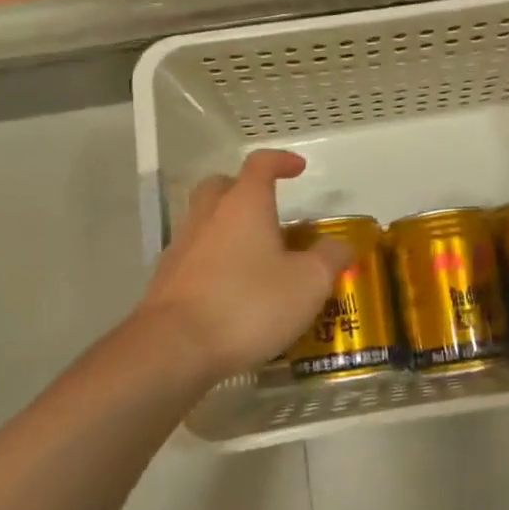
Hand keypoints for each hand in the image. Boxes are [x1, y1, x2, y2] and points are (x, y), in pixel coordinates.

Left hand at [136, 150, 352, 385]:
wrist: (174, 348)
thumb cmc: (248, 304)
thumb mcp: (308, 283)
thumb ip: (330, 258)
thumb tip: (342, 245)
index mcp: (244, 204)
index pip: (261, 164)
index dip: (281, 161)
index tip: (298, 168)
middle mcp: (208, 216)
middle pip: (222, 186)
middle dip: (244, 189)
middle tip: (268, 210)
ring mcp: (181, 247)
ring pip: (205, 221)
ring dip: (229, 228)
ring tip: (256, 256)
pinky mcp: (166, 280)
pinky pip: (195, 256)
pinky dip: (214, 261)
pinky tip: (232, 288)